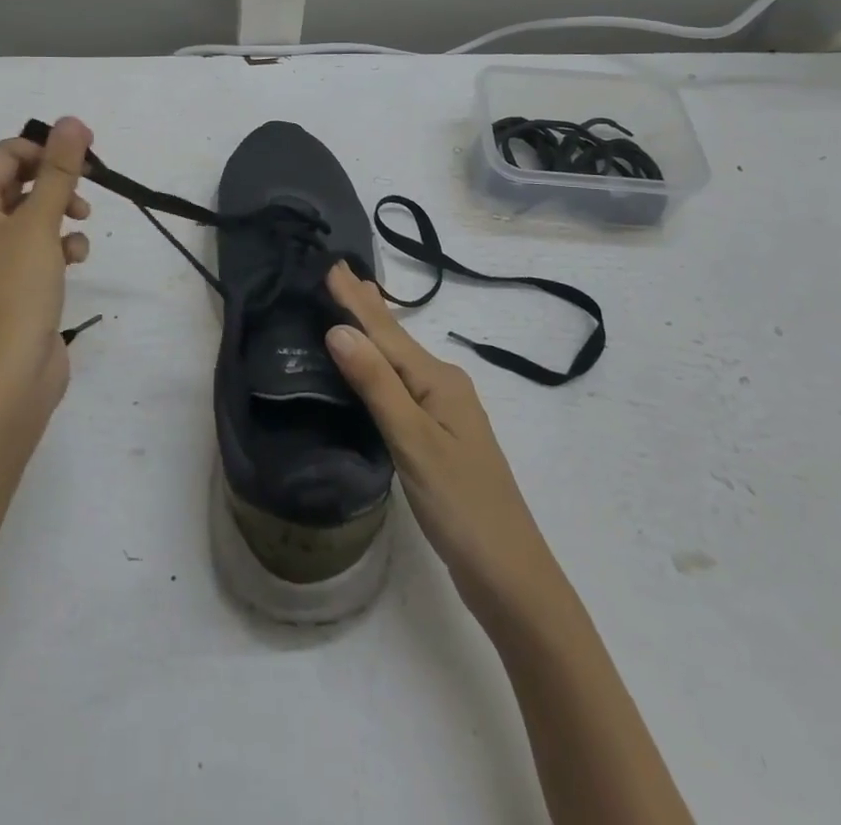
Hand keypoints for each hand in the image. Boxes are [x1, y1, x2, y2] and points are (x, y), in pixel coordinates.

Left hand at [0, 117, 92, 415]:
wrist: (11, 372)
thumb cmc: (18, 288)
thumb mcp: (41, 222)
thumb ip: (59, 169)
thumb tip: (71, 120)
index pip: (6, 153)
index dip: (46, 148)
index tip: (85, 155)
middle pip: (20, 181)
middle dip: (57, 181)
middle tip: (89, 186)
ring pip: (34, 212)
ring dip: (62, 211)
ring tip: (81, 224)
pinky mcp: (14, 279)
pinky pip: (39, 243)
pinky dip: (60, 243)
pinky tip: (76, 258)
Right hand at [324, 263, 558, 622]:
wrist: (510, 576)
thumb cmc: (461, 506)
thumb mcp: (414, 442)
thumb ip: (377, 384)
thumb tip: (339, 329)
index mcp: (439, 381)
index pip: (386, 331)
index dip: (356, 300)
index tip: (331, 263)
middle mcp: (444, 387)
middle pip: (396, 339)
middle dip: (366, 306)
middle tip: (338, 273)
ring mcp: (445, 414)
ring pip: (399, 361)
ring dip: (374, 332)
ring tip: (354, 303)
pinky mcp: (439, 438)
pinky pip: (401, 386)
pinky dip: (381, 365)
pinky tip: (373, 366)